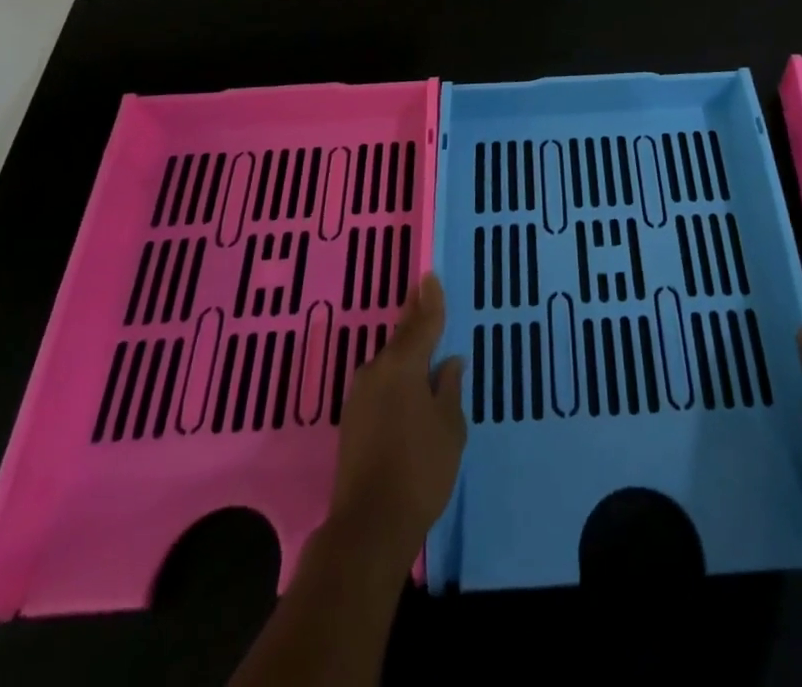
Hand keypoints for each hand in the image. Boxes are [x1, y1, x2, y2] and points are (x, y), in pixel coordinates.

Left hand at [326, 274, 465, 565]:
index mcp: (403, 365)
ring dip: (405, 351)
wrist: (368, 526)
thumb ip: (449, 389)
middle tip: (424, 294)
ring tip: (423, 340)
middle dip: (414, 317)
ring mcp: (359, 396)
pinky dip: (396, 376)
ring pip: (389, 362)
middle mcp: (377, 371)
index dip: (430, 300)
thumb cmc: (420, 470)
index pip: (422, 323)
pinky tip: (408, 384)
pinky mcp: (351, 420)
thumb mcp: (449, 427)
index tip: (430, 275)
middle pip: (401, 338)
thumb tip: (449, 363)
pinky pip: (380, 384)